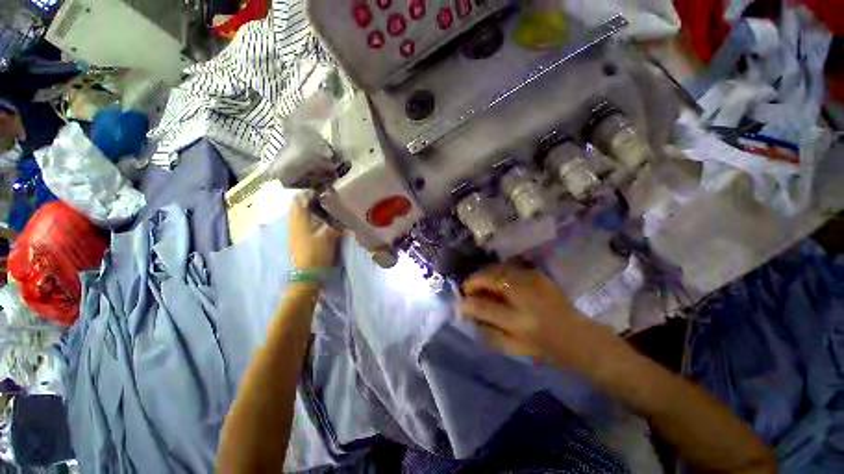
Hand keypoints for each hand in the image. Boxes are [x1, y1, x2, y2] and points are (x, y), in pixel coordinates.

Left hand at [288, 196, 341, 269]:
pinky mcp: (296, 237)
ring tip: (325, 207)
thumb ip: (334, 222)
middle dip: (310, 198)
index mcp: (299, 219)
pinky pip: (301, 221)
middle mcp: (293, 222)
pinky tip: (320, 219)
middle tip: (326, 197)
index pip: (300, 198)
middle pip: (298, 204)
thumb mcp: (329, 235)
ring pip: (299, 213)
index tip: (324, 190)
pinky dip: (309, 216)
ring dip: (309, 208)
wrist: (307, 274)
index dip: (311, 192)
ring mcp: (293, 230)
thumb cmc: (317, 253)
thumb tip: (341, 212)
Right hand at [460, 263, 614, 368]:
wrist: (579, 337)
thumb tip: (467, 313)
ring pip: (497, 268)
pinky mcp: (537, 274)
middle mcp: (525, 296)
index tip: (459, 304)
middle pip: (490, 278)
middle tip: (468, 290)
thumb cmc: (544, 348)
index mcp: (519, 322)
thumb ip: (486, 331)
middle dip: (473, 281)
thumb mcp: (513, 349)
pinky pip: (509, 267)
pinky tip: (496, 282)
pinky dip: (497, 272)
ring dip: (484, 275)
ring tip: (480, 285)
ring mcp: (532, 281)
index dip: (466, 304)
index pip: (483, 307)